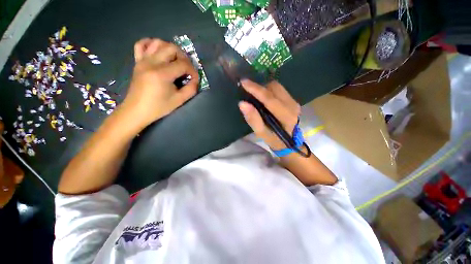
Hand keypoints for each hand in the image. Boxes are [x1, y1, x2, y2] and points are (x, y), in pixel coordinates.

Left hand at [121, 38, 198, 128]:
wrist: (137, 110)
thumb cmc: (159, 107)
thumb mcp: (179, 101)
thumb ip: (191, 89)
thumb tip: (195, 80)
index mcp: (162, 74)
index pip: (183, 64)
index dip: (192, 71)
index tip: (194, 79)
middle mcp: (151, 62)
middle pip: (171, 48)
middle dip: (183, 57)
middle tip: (186, 69)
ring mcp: (142, 60)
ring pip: (158, 42)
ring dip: (170, 49)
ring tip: (175, 60)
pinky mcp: (137, 61)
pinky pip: (141, 44)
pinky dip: (151, 44)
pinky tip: (158, 52)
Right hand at [238, 80, 300, 149]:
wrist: (289, 142)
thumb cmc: (274, 140)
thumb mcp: (261, 133)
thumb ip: (253, 119)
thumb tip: (242, 103)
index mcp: (286, 116)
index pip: (269, 99)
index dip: (256, 89)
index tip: (243, 82)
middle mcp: (292, 105)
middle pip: (274, 88)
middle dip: (260, 87)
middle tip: (248, 90)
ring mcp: (294, 102)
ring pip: (277, 87)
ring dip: (264, 88)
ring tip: (255, 94)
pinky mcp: (293, 100)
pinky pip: (279, 89)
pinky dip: (269, 90)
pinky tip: (263, 97)